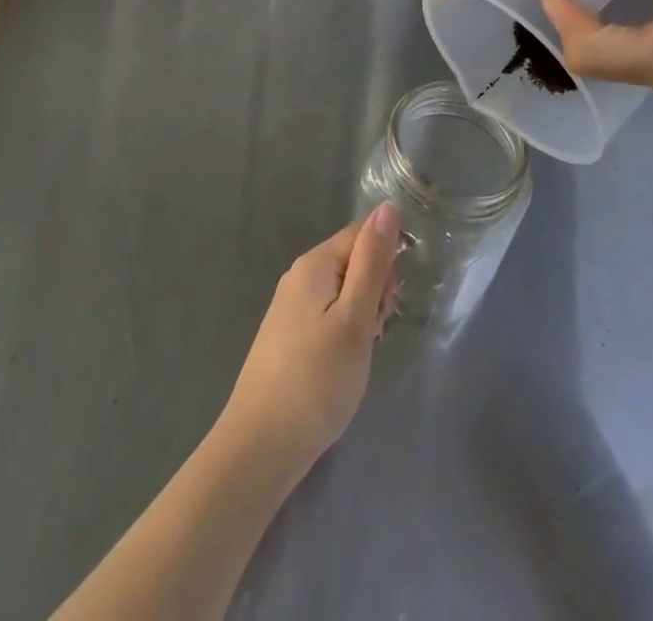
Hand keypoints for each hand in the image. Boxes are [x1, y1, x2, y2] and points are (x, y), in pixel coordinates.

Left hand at [219, 205, 399, 476]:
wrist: (261, 445)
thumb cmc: (317, 379)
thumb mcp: (355, 317)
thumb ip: (373, 261)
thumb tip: (388, 206)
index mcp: (314, 263)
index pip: (362, 234)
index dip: (386, 261)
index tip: (390, 301)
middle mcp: (299, 276)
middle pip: (353, 262)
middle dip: (375, 292)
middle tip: (372, 333)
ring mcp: (290, 307)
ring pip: (344, 293)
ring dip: (362, 316)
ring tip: (358, 355)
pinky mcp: (289, 336)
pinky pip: (329, 316)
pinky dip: (344, 334)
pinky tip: (343, 366)